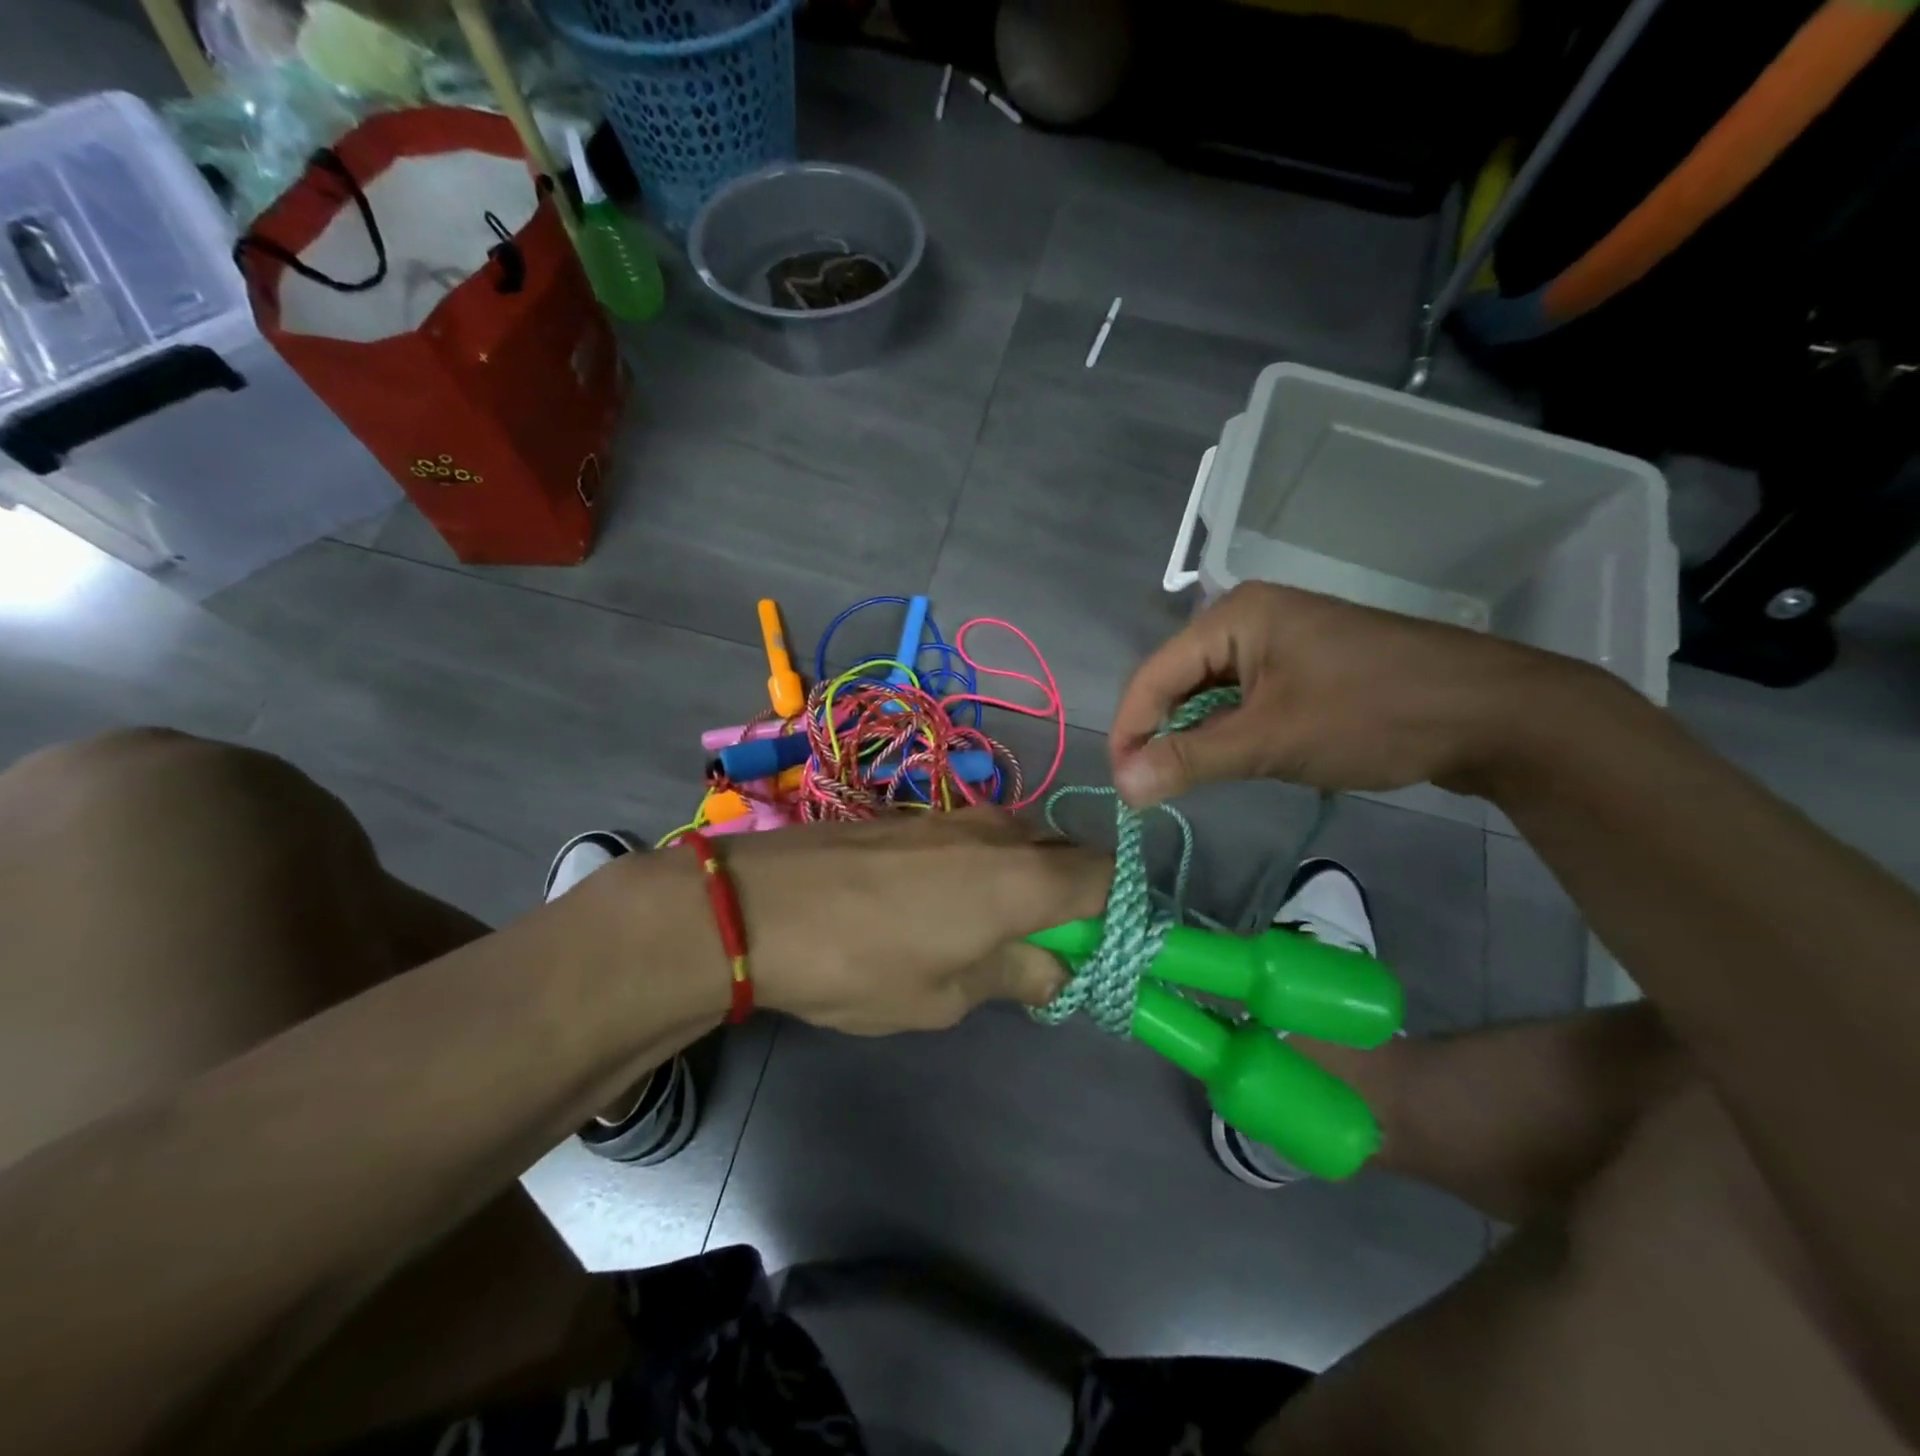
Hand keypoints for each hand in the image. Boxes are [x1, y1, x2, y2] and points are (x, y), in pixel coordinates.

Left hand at [722, 809, 1110, 1033]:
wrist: (759, 904)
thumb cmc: (861, 964)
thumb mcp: (945, 996)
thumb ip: (1013, 975)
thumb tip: (1055, 967)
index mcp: (1024, 879)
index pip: (1107, 878)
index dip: (1118, 911)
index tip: (1103, 947)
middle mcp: (1001, 833)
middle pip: (1066, 855)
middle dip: (1071, 896)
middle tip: (1046, 947)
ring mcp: (955, 817)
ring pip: (1020, 843)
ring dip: (1025, 880)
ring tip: (990, 931)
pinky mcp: (917, 817)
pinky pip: (978, 839)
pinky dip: (985, 867)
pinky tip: (944, 903)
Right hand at [1109, 583, 1583, 806]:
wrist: (1495, 714)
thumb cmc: (1372, 715)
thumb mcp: (1271, 741)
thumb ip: (1189, 760)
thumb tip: (1120, 786)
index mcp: (1235, 616)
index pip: (1155, 674)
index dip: (1130, 730)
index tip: (1121, 785)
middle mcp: (1251, 619)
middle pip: (1180, 680)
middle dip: (1160, 734)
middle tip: (1147, 790)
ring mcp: (1282, 642)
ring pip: (1213, 694)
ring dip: (1195, 737)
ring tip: (1180, 782)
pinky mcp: (1306, 668)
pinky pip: (1247, 699)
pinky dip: (1230, 732)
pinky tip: (1228, 762)